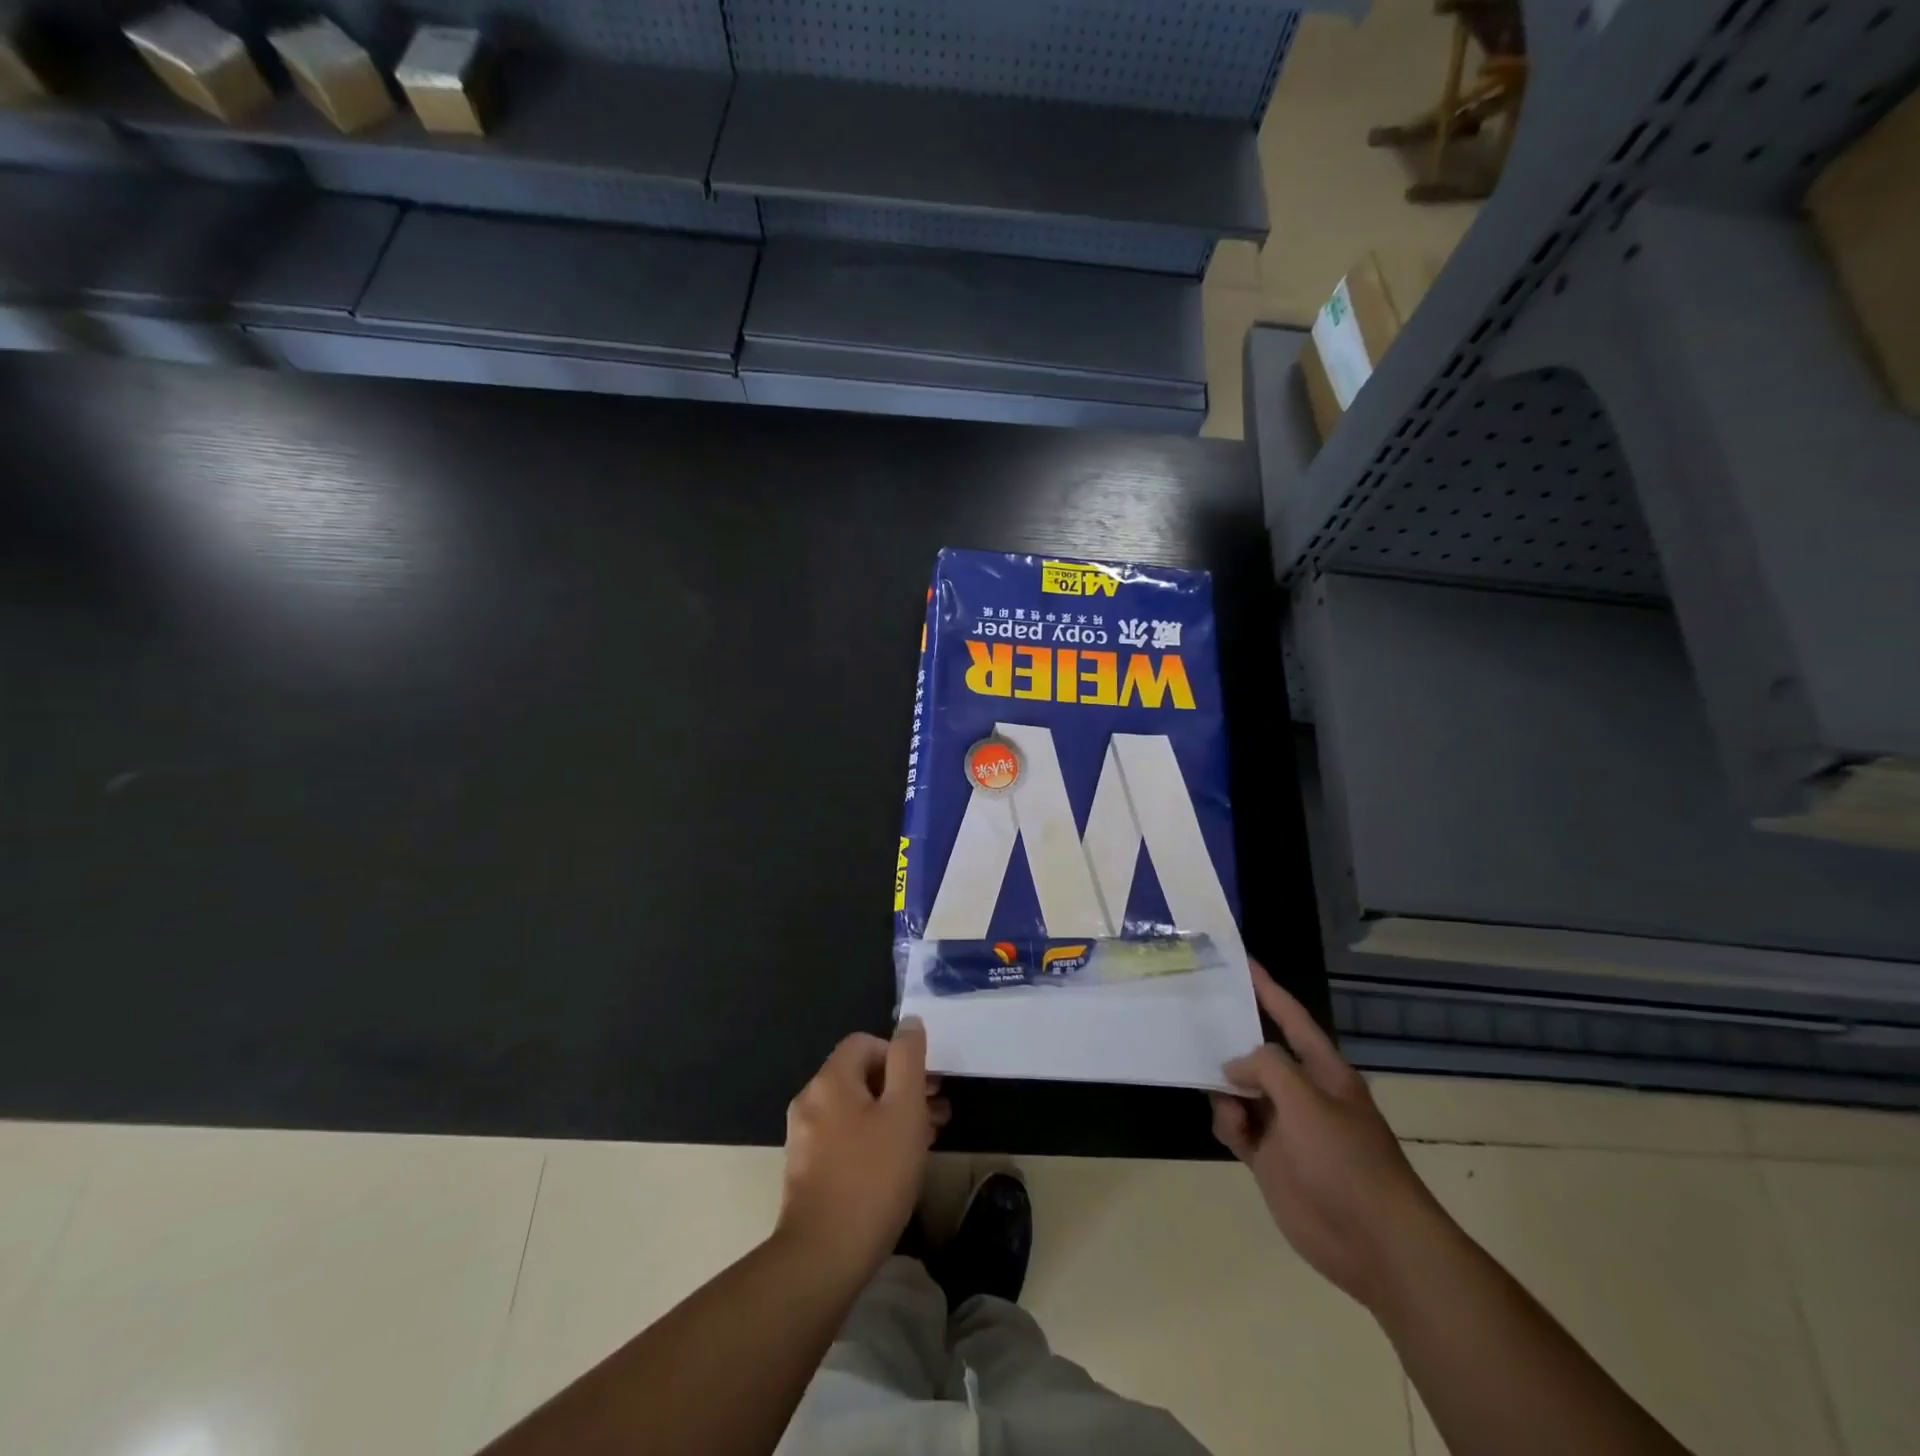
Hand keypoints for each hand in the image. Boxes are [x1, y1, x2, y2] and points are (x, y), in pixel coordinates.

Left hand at [776, 1017, 949, 1280]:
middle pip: (860, 1076)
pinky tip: (895, 1166)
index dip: (898, 1055)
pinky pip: (843, 1138)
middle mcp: (810, 1100)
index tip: (925, 1084)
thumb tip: (910, 1022)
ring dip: (890, 1116)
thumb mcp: (904, 1110)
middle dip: (901, 1088)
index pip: (865, 1043)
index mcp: (830, 1080)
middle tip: (936, 1113)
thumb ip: (908, 1059)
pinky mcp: (805, 1170)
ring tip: (925, 1141)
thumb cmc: (872, 1176)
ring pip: (855, 1109)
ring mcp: (804, 1137)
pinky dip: (871, 1140)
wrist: (823, 1257)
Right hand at [1211, 961, 1448, 1313]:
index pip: (1290, 1017)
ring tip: (1221, 1098)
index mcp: (1323, 1070)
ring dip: (1225, 1090)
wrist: (1373, 1243)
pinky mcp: (1269, 1158)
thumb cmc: (1345, 1160)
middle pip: (1257, 1052)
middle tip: (1193, 1018)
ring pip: (1240, 1090)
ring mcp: (1284, 1126)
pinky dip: (1227, 1124)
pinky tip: (1232, 1132)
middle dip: (1230, 1039)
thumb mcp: (1305, 1100)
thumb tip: (1233, 1069)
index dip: (1267, 988)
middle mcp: (1301, 1091)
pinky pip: (1236, 1126)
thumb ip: (1265, 1068)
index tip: (1240, 961)